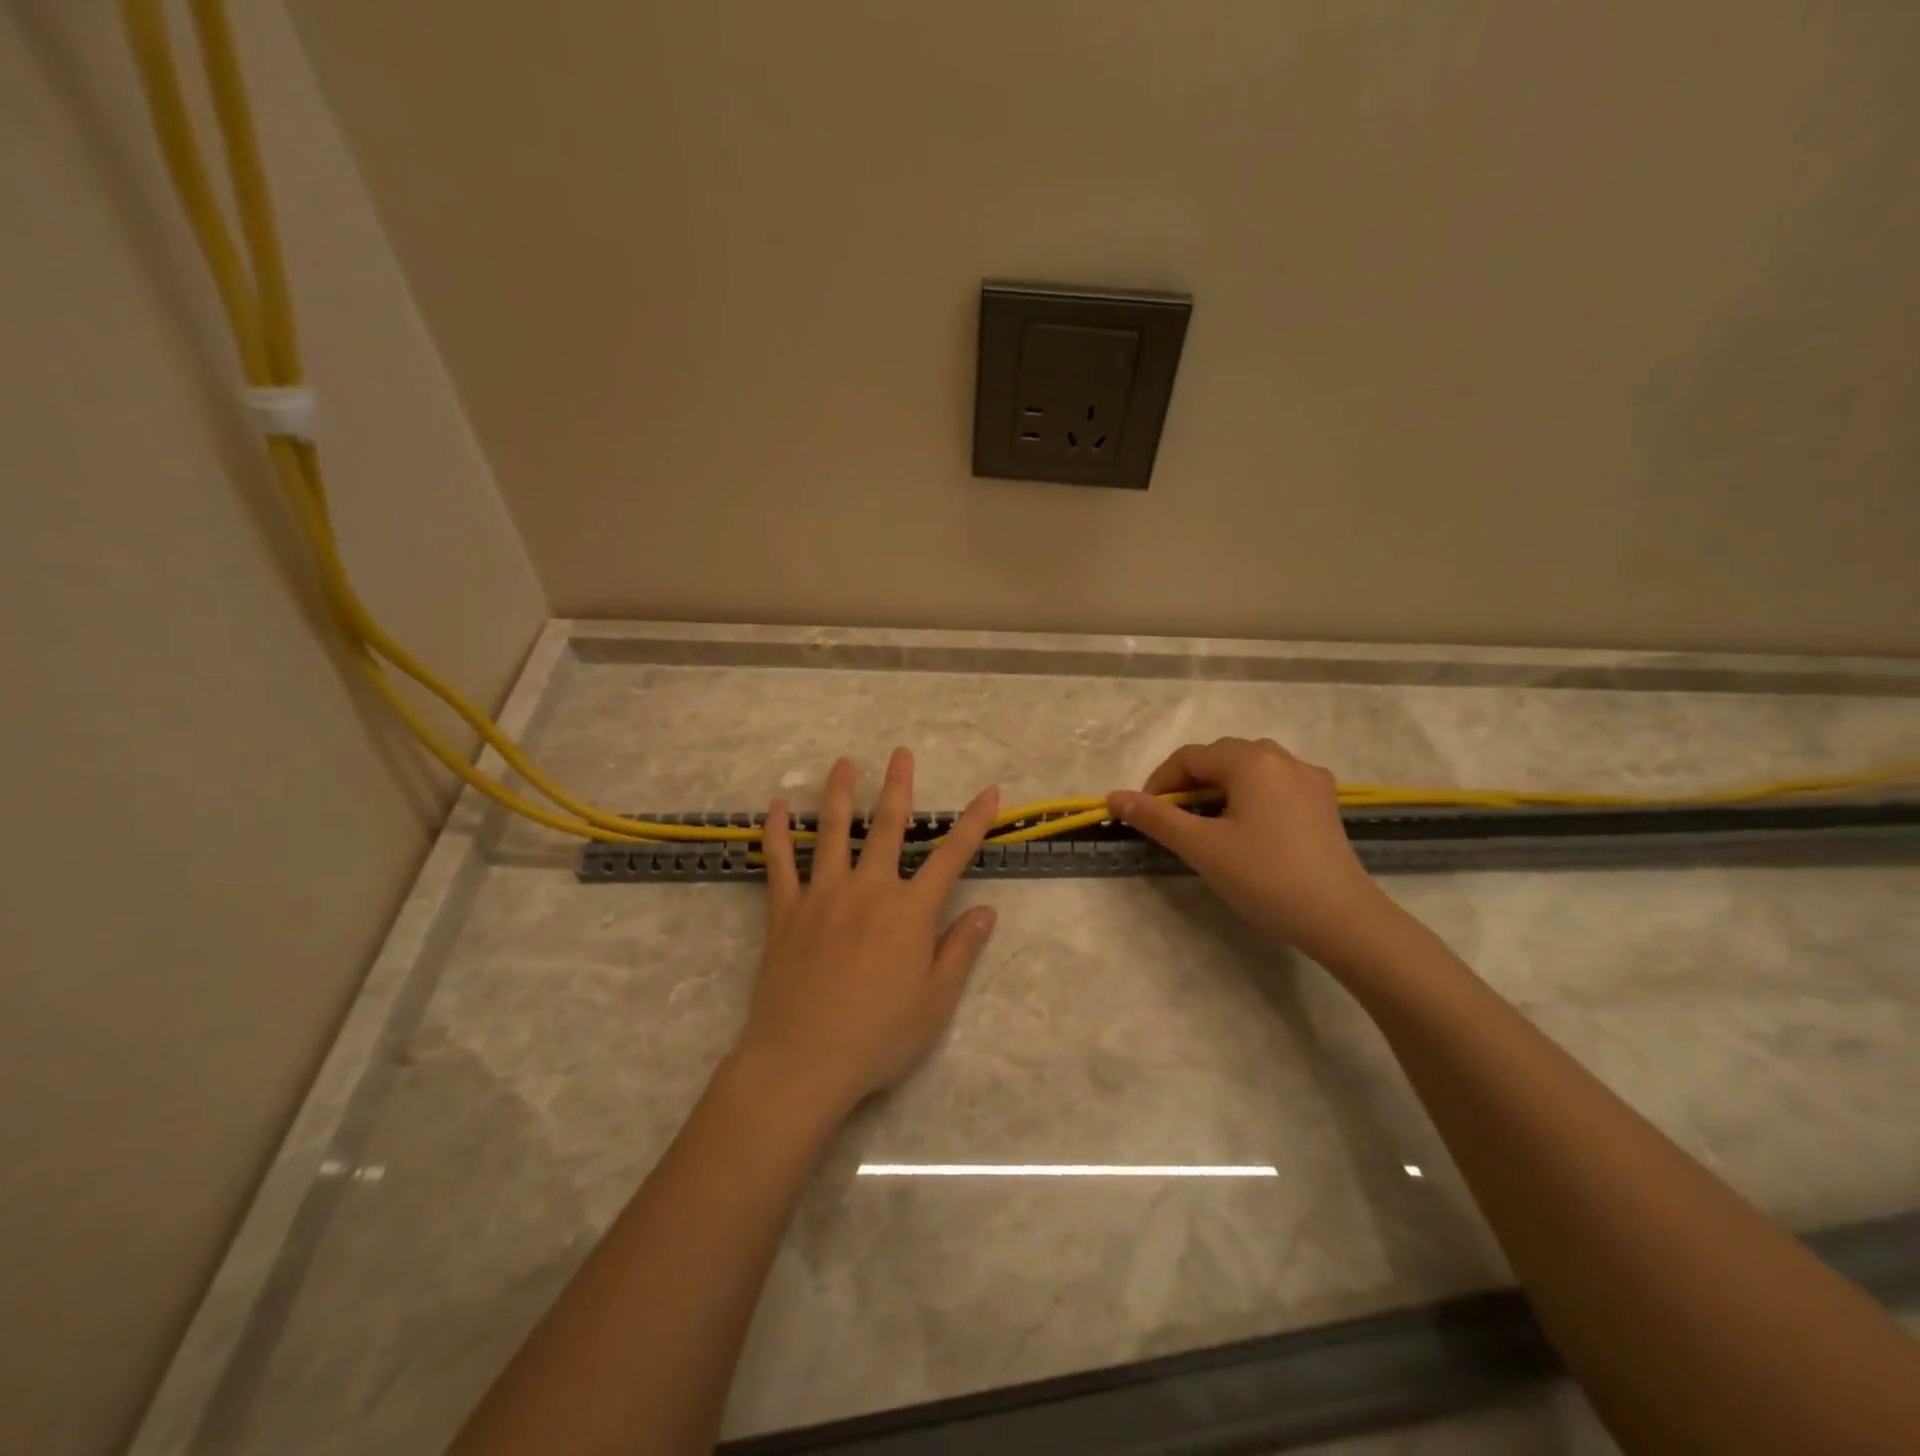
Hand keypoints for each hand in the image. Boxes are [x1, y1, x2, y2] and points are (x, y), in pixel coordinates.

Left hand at [732, 749, 999, 1119]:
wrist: (804, 1059)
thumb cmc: (879, 1035)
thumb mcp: (936, 1001)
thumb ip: (961, 949)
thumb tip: (988, 910)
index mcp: (910, 911)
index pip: (951, 857)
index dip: (974, 823)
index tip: (990, 792)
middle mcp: (868, 890)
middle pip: (888, 828)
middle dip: (898, 787)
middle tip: (900, 753)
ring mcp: (822, 896)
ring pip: (833, 833)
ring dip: (840, 794)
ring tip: (843, 763)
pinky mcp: (785, 912)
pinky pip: (780, 864)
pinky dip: (777, 834)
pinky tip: (776, 808)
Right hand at [1108, 737, 1395, 966]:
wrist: (1341, 918)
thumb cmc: (1264, 877)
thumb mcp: (1201, 847)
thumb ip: (1156, 817)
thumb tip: (1114, 797)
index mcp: (1251, 761)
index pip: (1190, 758)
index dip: (1159, 782)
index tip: (1144, 814)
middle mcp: (1282, 758)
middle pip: (1220, 758)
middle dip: (1189, 784)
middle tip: (1172, 820)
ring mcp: (1309, 778)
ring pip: (1249, 769)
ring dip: (1219, 788)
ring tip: (1206, 823)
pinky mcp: (1325, 802)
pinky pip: (1275, 784)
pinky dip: (1250, 796)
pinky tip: (1248, 827)